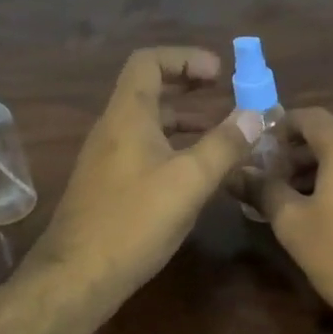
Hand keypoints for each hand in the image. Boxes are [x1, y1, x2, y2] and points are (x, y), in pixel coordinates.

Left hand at [29, 47, 262, 296]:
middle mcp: (113, 129)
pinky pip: (145, 151)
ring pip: (149, 124)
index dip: (185, 57)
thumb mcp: (189, 181)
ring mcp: (107, 159)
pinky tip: (198, 173)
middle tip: (225, 93)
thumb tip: (255, 114)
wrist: (77, 276)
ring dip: (185, 120)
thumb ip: (224, 145)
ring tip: (222, 132)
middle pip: (150, 90)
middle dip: (189, 86)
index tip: (220, 72)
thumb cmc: (134, 221)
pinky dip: (174, 148)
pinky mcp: (109, 186)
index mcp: (127, 115)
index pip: (149, 62)